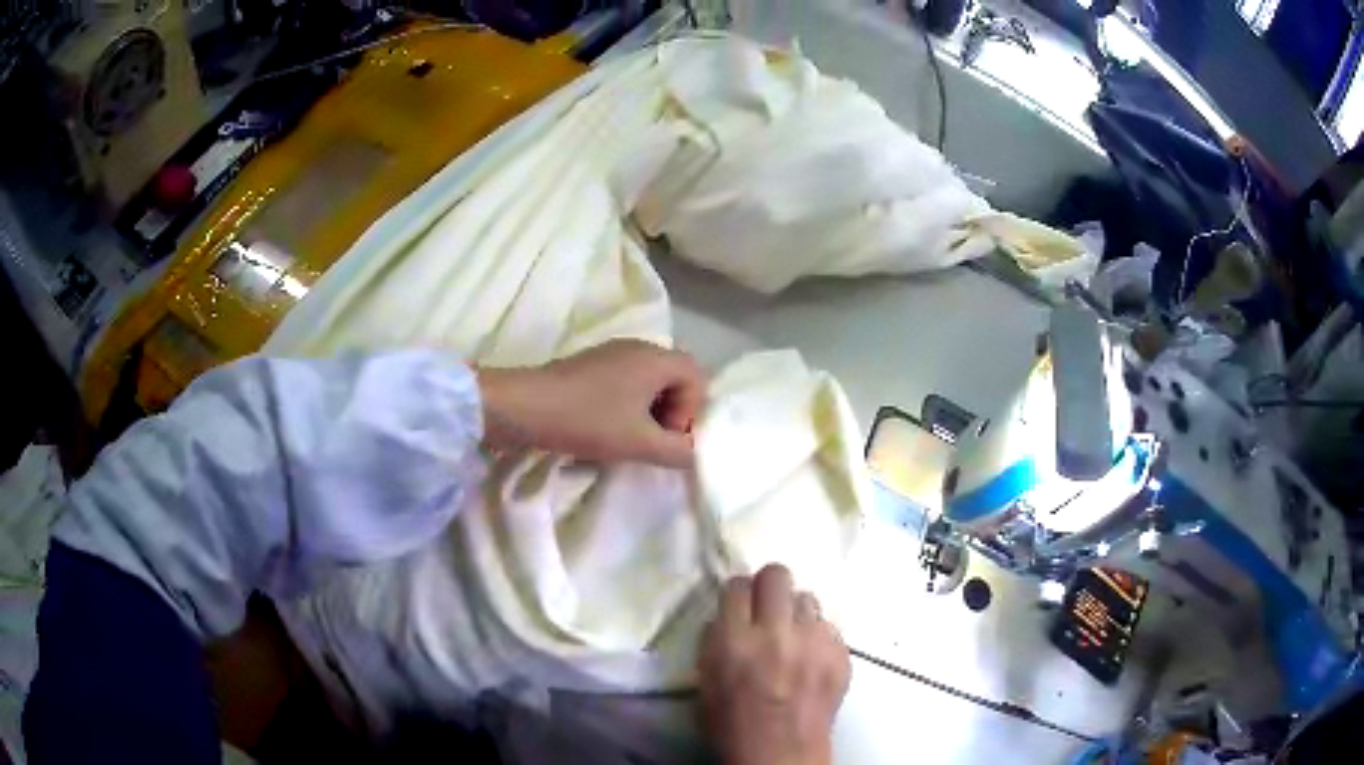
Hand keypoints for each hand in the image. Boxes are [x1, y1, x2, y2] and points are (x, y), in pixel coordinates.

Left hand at [476, 340, 705, 467]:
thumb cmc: (588, 420)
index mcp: (656, 358)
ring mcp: (610, 354)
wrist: (523, 407)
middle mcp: (637, 348)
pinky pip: (624, 383)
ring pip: (648, 383)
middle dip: (671, 414)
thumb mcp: (639, 443)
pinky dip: (625, 407)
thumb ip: (677, 451)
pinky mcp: (589, 366)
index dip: (691, 411)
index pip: (698, 378)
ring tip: (627, 439)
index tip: (667, 436)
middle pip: (674, 379)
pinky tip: (604, 429)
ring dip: (647, 413)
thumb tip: (693, 454)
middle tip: (651, 442)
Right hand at [698, 565, 850, 764]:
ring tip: (793, 635)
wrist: (781, 754)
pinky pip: (829, 627)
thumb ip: (718, 640)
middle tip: (768, 606)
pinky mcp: (841, 654)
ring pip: (808, 598)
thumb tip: (731, 615)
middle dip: (770, 586)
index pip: (737, 586)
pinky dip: (818, 637)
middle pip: (778, 575)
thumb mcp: (706, 680)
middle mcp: (775, 633)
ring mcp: (814, 642)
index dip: (739, 593)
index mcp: (733, 641)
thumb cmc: (733, 724)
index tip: (741, 603)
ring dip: (796, 613)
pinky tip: (811, 657)